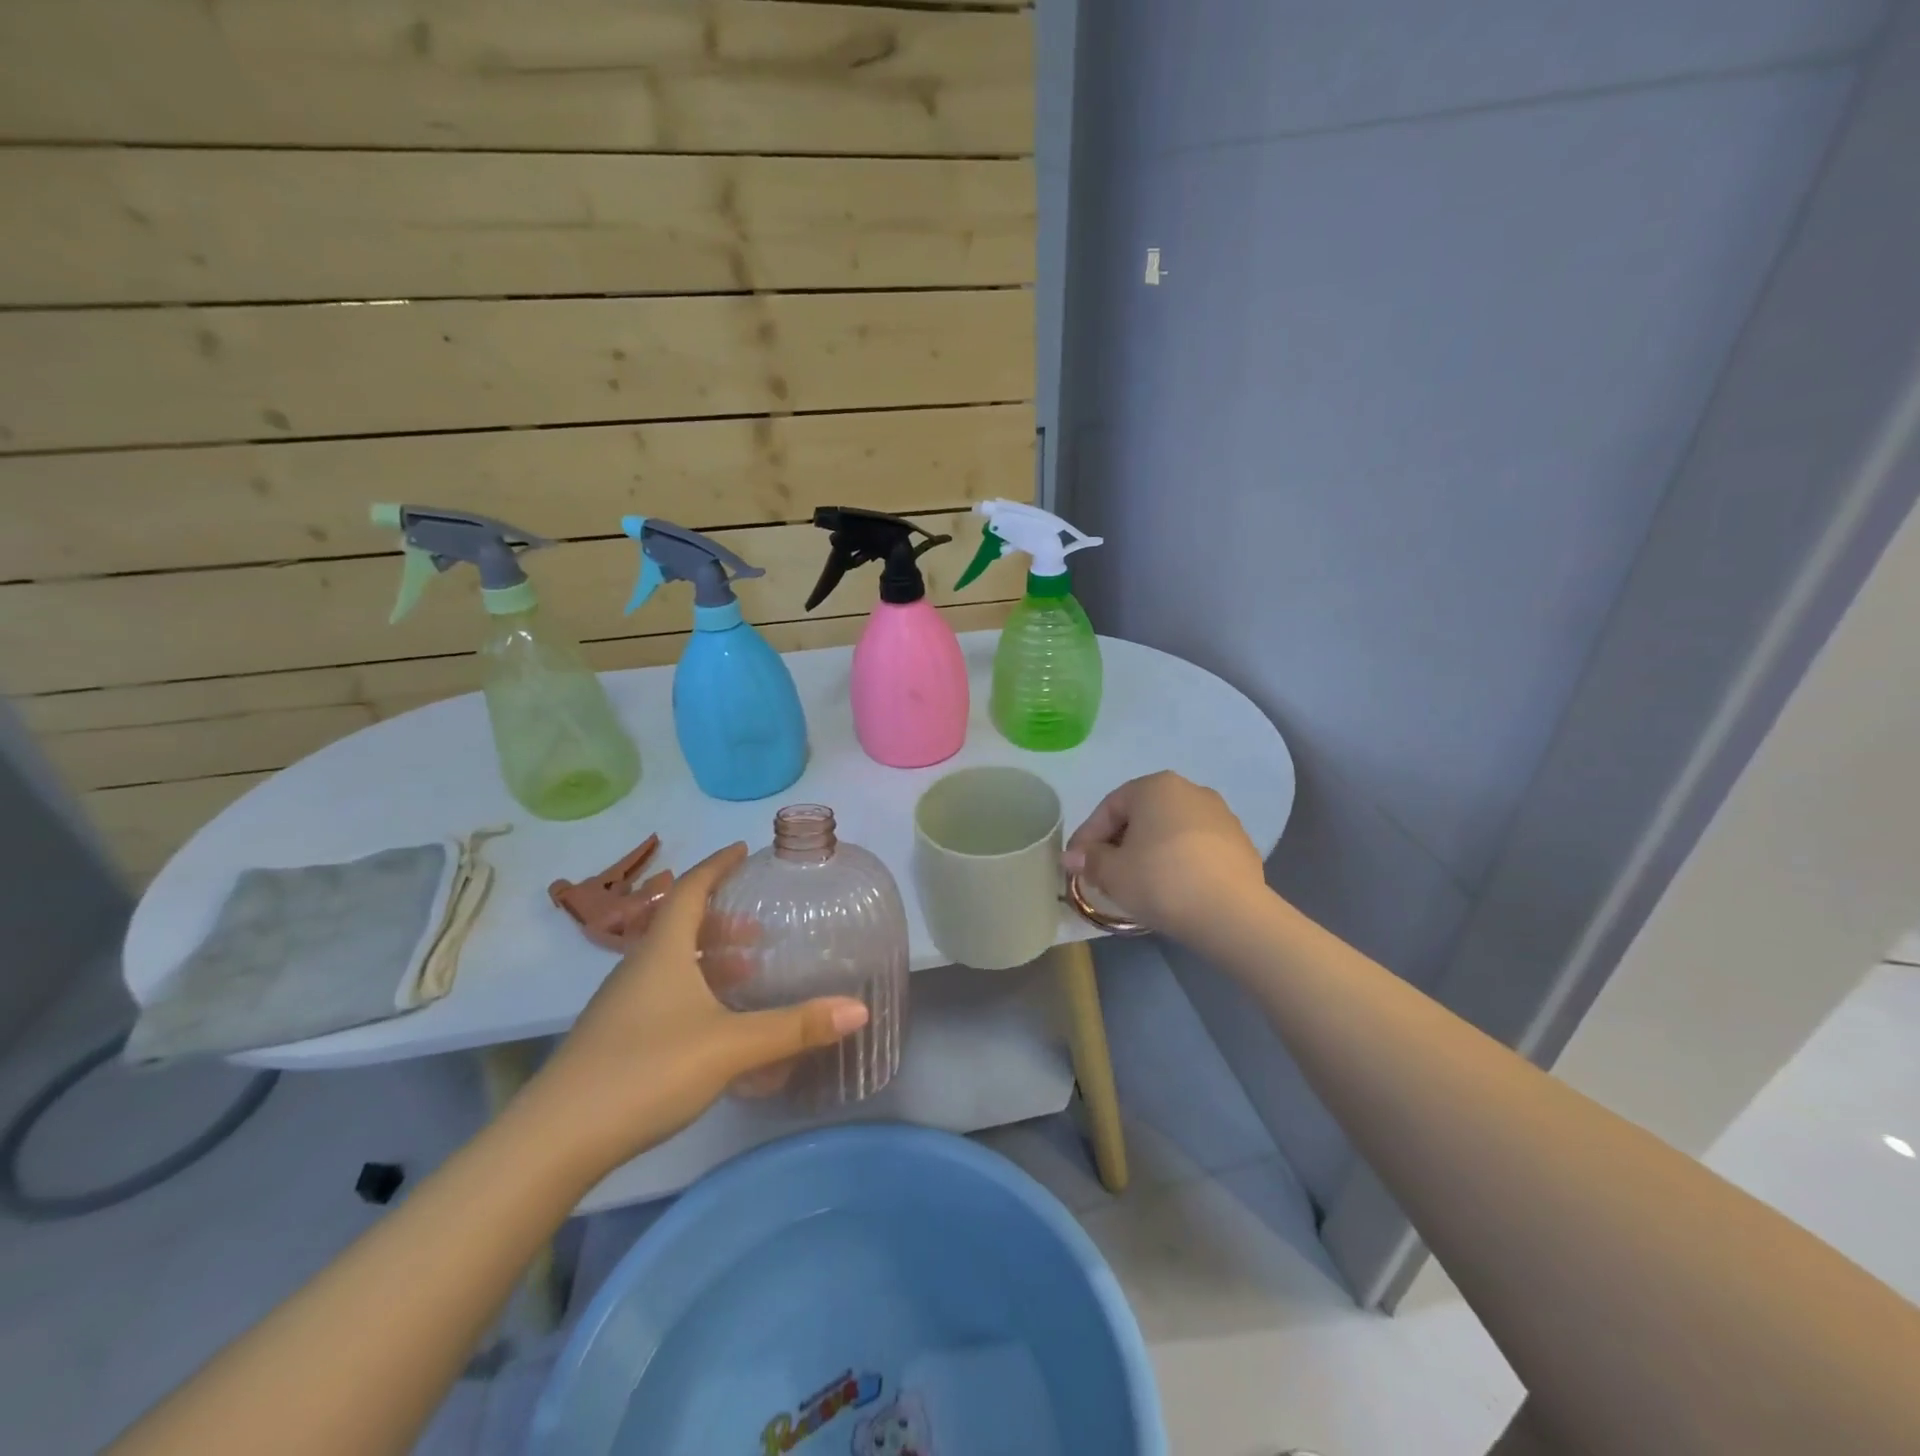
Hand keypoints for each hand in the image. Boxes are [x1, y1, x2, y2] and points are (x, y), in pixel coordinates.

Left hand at [524, 844, 869, 1176]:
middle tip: (760, 925)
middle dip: (722, 918)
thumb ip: (794, 1028)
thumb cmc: (645, 1071)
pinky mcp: (616, 1039)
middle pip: (681, 925)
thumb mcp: (729, 1047)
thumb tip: (858, 1008)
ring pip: (672, 963)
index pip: (690, 889)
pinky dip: (696, 991)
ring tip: (748, 970)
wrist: (554, 1141)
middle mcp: (639, 969)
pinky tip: (716, 1025)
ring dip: (710, 958)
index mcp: (662, 952)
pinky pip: (664, 995)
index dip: (717, 866)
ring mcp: (622, 1005)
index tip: (743, 850)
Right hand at [1063, 772, 1268, 943]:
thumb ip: (1089, 859)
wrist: (1232, 913)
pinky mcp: (1240, 844)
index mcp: (1156, 786)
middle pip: (1141, 816)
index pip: (1109, 807)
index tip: (1075, 865)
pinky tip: (1171, 889)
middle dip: (1118, 843)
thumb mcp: (1112, 872)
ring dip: (1148, 852)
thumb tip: (1074, 857)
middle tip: (1103, 873)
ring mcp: (1221, 815)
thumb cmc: (1161, 880)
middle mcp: (1190, 790)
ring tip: (1137, 884)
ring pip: (1169, 831)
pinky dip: (1177, 862)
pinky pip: (1195, 848)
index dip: (1087, 837)